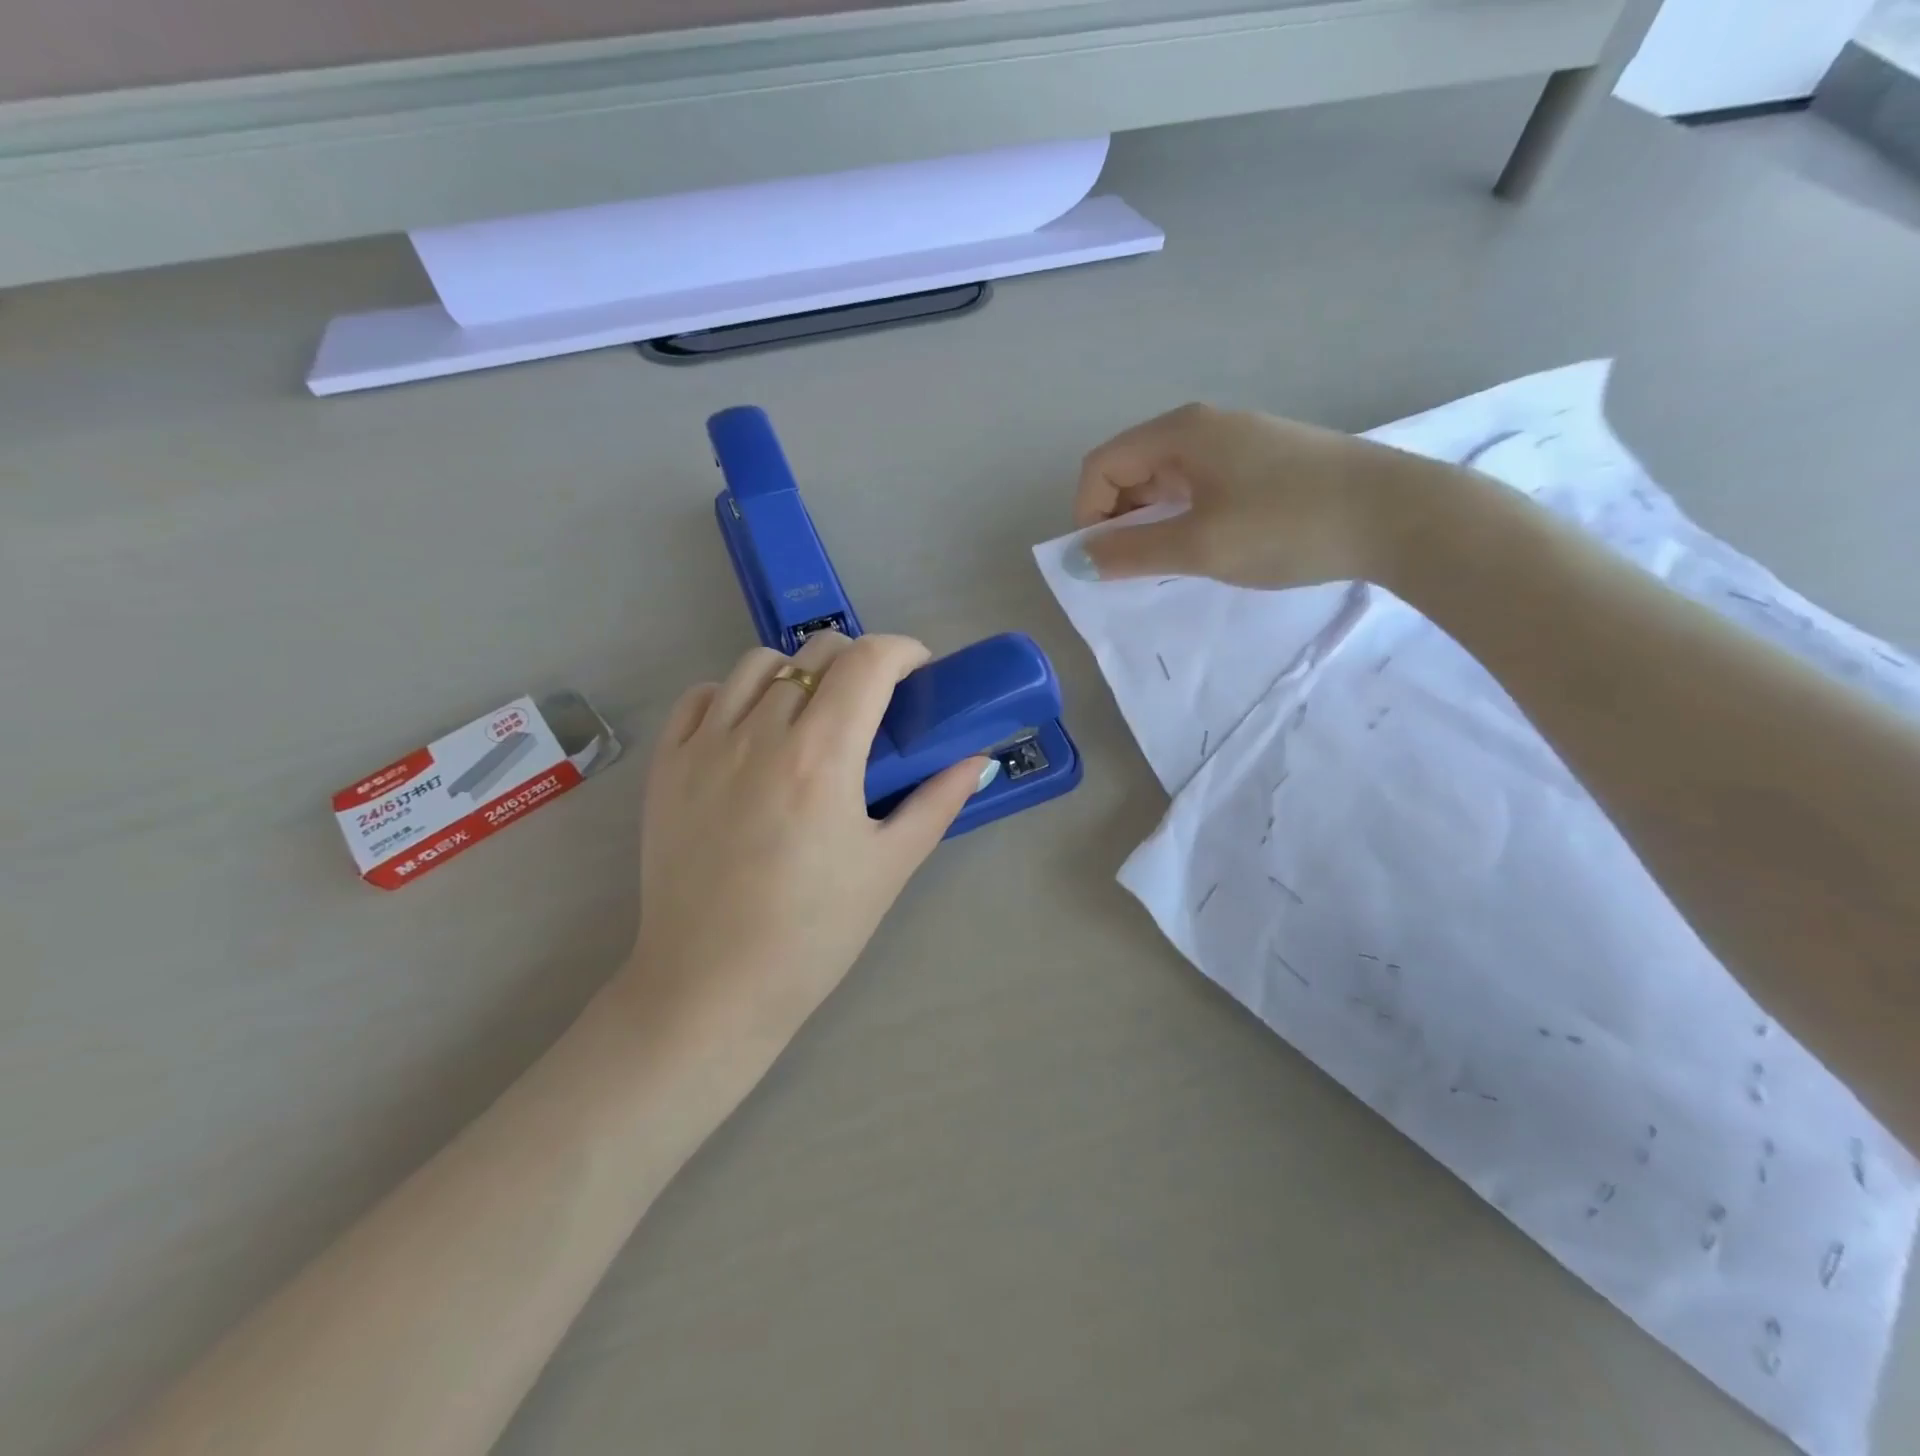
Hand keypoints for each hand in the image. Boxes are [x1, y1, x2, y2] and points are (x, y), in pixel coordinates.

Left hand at [627, 632, 990, 1050]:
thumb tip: (976, 759)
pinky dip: (735, 695)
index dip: (903, 651)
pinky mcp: (666, 766)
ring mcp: (704, 746)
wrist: (711, 987)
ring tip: (812, 714)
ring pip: (757, 664)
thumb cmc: (813, 933)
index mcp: (821, 756)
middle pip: (817, 653)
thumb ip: (937, 802)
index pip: (867, 661)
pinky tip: (752, 730)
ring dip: (798, 672)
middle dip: (859, 661)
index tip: (920, 673)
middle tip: (875, 703)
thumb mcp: (890, 867)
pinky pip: (702, 698)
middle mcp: (759, 734)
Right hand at [1068, 402, 1440, 588]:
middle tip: (1138, 567)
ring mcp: (1239, 441)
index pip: (1101, 465)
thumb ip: (1131, 552)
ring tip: (1175, 561)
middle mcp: (1204, 426)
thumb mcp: (1199, 545)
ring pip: (1167, 480)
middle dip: (1119, 520)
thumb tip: (1077, 559)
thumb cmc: (1287, 525)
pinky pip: (1201, 486)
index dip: (1087, 514)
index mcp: (1181, 432)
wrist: (1398, 515)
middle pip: (1131, 469)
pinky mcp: (1266, 461)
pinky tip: (1212, 545)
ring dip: (1154, 522)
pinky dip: (1187, 517)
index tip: (1105, 561)